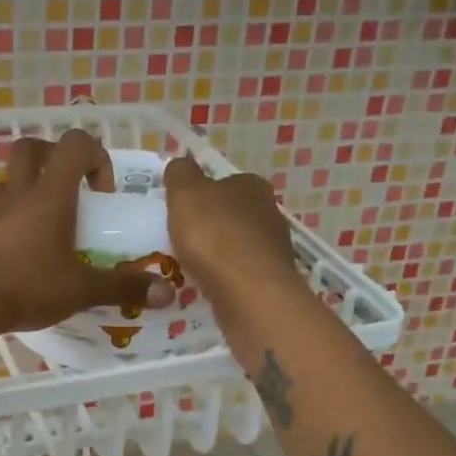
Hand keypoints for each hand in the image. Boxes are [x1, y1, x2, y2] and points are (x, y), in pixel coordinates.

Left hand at [0, 131, 176, 339]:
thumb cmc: (26, 285)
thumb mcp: (81, 290)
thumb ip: (123, 288)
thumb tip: (167, 293)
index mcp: (50, 196)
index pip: (74, 144)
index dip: (96, 156)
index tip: (102, 194)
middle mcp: (19, 195)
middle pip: (31, 149)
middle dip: (55, 160)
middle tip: (73, 191)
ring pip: (10, 181)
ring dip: (31, 190)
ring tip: (50, 225)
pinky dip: (13, 222)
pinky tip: (26, 254)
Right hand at [163, 158, 299, 310]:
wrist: (249, 291)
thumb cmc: (214, 235)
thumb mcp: (186, 192)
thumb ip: (181, 173)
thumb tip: (182, 164)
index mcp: (252, 185)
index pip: (225, 182)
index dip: (202, 195)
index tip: (182, 212)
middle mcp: (269, 212)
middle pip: (232, 214)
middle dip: (210, 225)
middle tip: (182, 240)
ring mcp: (274, 248)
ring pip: (238, 245)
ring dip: (218, 254)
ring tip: (191, 267)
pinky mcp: (271, 280)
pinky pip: (240, 273)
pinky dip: (225, 277)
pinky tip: (208, 286)